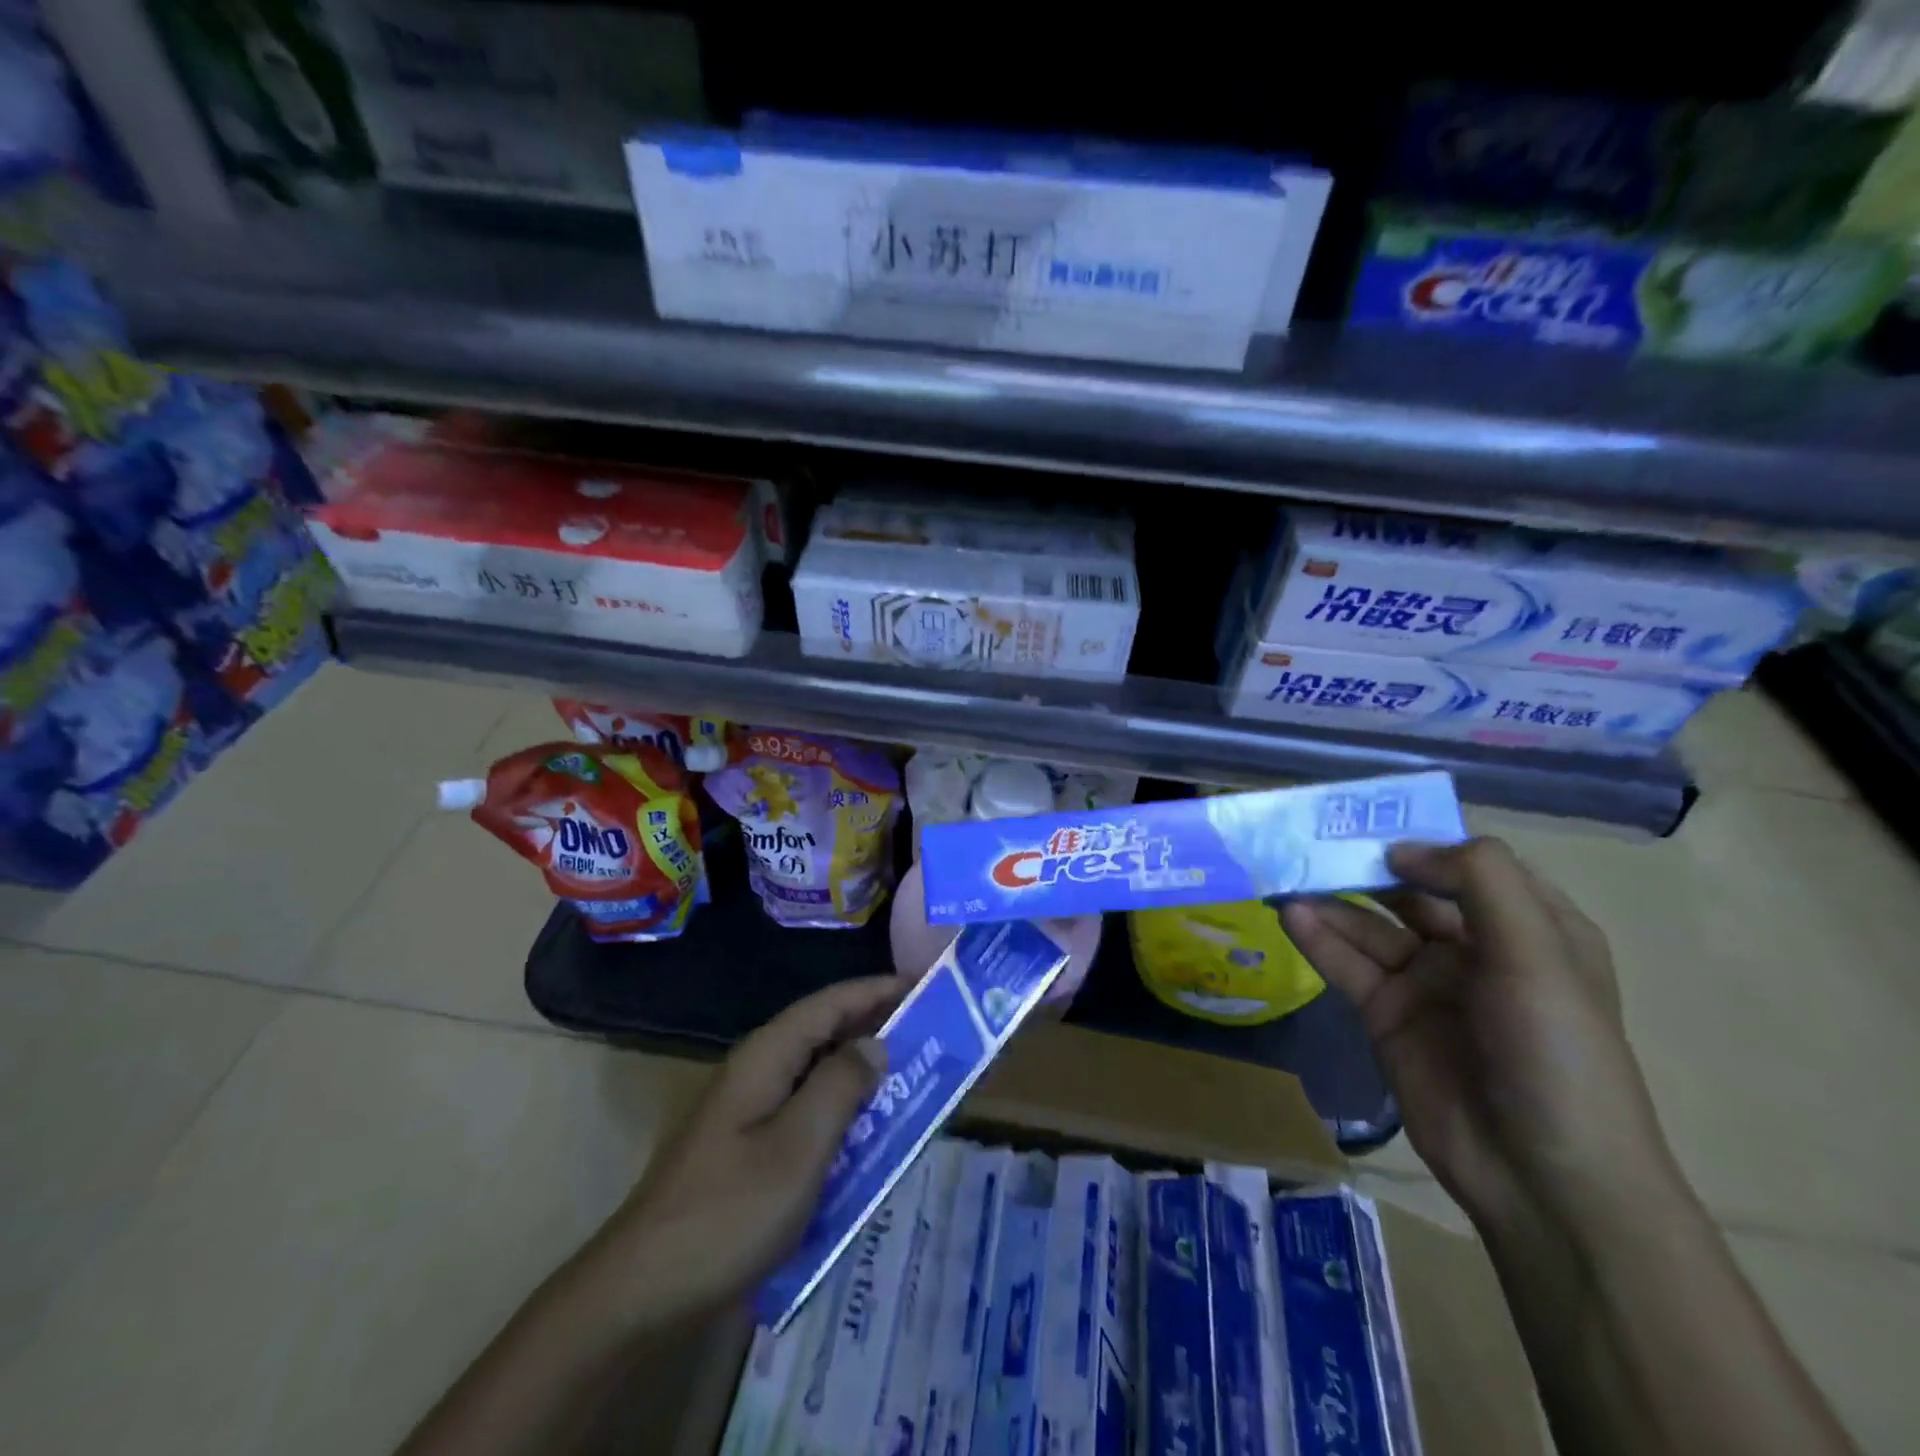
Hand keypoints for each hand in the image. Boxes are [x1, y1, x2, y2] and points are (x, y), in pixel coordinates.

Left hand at [595, 978, 898, 1320]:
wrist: (645, 1289)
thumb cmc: (729, 1211)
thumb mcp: (799, 1147)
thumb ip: (841, 1086)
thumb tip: (875, 1045)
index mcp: (767, 1055)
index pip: (830, 1003)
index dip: (876, 990)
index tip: (923, 987)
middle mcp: (757, 1070)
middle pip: (823, 1031)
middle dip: (874, 1027)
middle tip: (929, 1032)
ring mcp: (748, 1109)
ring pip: (816, 1072)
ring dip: (860, 1071)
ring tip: (910, 1076)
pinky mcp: (747, 1145)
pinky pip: (805, 1109)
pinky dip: (841, 1109)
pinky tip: (866, 1132)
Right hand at [1281, 838, 1679, 1235]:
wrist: (1543, 1177)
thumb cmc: (1556, 1053)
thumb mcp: (1537, 954)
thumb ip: (1478, 881)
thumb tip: (1401, 849)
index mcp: (1529, 928)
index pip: (1470, 864)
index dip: (1423, 839)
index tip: (1371, 824)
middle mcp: (1476, 948)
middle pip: (1409, 890)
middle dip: (1364, 865)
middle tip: (1309, 840)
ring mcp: (1427, 983)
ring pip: (1369, 926)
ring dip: (1329, 900)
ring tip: (1285, 874)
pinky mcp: (1387, 1015)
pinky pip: (1348, 965)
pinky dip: (1318, 938)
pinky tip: (1290, 916)